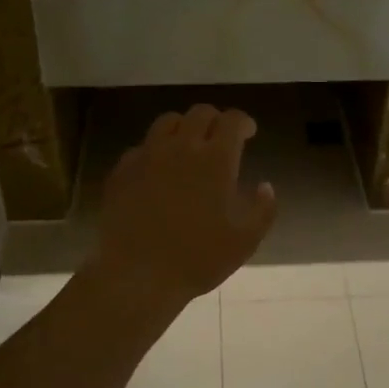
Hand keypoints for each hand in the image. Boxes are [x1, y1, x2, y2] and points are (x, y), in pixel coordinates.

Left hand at [93, 104, 277, 308]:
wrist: (136, 274)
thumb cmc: (198, 258)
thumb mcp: (245, 241)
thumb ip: (263, 210)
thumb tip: (265, 186)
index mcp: (216, 159)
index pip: (232, 121)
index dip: (243, 122)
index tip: (248, 132)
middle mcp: (181, 147)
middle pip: (200, 113)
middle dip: (215, 120)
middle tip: (221, 137)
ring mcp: (148, 156)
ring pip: (168, 122)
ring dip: (184, 127)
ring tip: (189, 145)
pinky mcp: (122, 170)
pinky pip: (142, 146)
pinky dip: (157, 149)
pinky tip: (159, 169)